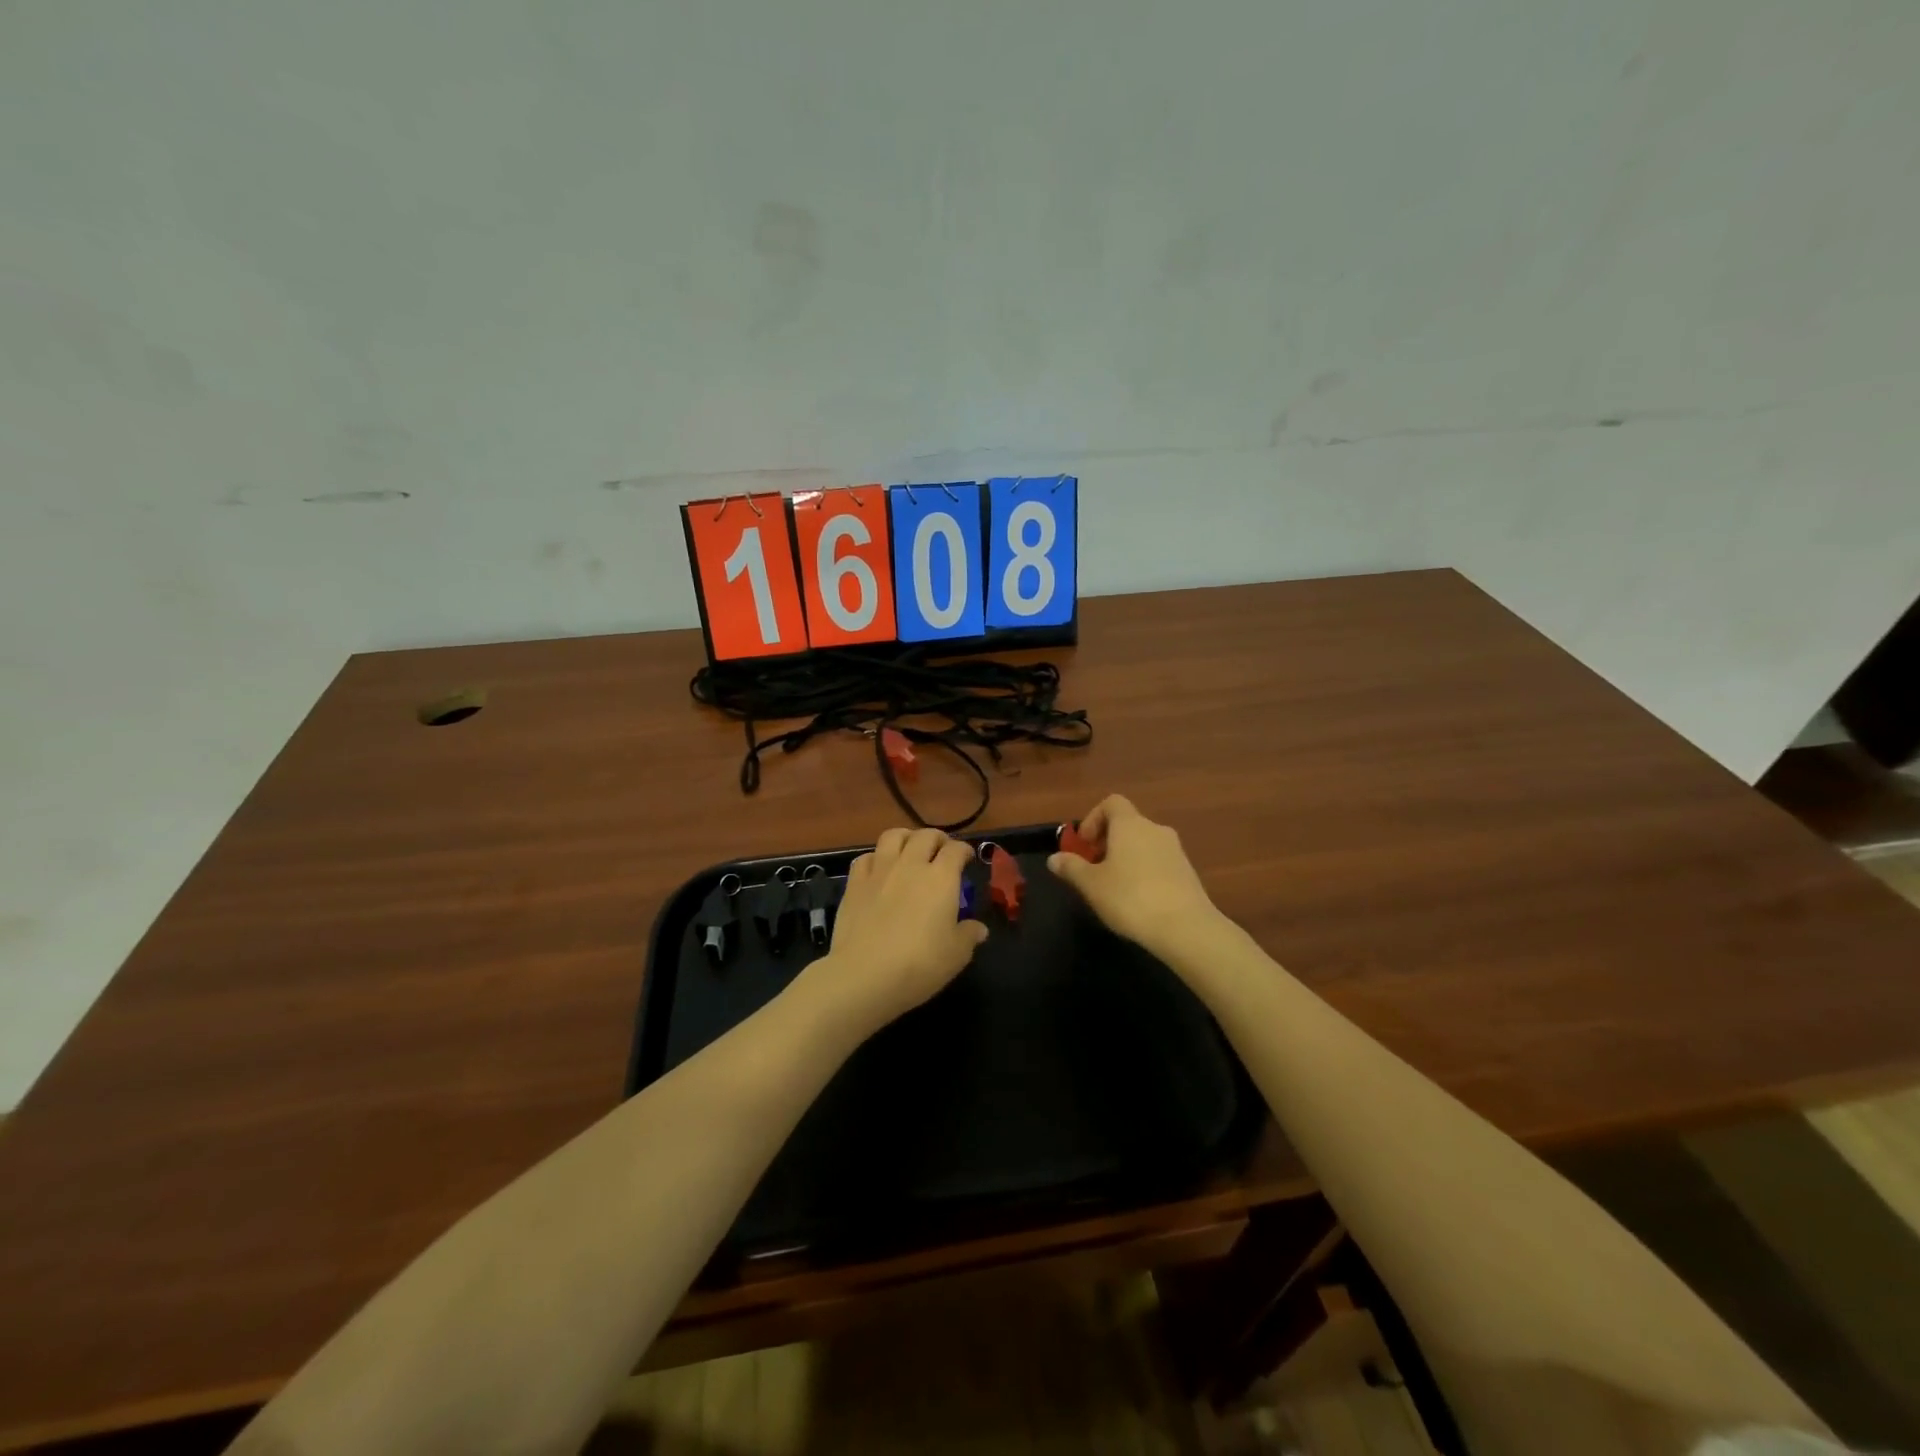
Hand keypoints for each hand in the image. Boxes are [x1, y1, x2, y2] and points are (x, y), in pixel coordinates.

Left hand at [809, 827, 987, 1036]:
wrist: (864, 974)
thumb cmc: (919, 964)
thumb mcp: (956, 955)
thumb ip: (969, 935)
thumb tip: (979, 928)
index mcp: (941, 878)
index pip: (956, 850)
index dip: (964, 850)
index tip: (967, 858)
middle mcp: (911, 865)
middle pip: (925, 835)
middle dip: (937, 838)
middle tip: (941, 851)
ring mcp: (880, 870)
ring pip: (893, 836)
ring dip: (906, 838)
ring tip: (910, 849)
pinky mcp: (855, 883)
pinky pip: (866, 857)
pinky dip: (876, 858)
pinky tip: (879, 870)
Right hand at [1049, 795, 1221, 955]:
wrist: (1185, 928)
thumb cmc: (1130, 898)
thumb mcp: (1091, 884)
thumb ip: (1071, 867)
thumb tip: (1055, 858)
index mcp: (1130, 824)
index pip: (1111, 803)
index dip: (1093, 819)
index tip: (1084, 845)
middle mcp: (1155, 829)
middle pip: (1127, 824)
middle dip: (1106, 842)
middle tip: (1093, 869)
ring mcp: (1175, 850)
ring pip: (1143, 844)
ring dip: (1125, 857)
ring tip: (1113, 888)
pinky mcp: (1187, 872)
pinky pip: (1158, 862)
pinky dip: (1144, 871)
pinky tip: (1138, 900)